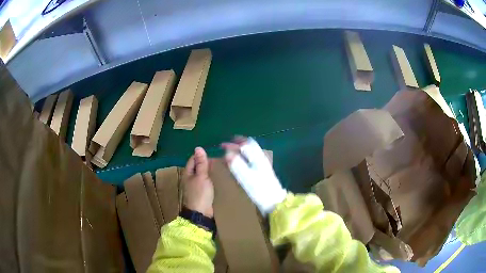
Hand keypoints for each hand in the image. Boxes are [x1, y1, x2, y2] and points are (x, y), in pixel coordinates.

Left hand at [182, 147, 213, 217]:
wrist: (201, 213)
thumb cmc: (200, 193)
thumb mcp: (201, 176)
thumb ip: (201, 163)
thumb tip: (198, 148)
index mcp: (187, 173)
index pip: (193, 159)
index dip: (201, 155)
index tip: (213, 153)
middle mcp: (189, 178)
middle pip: (197, 166)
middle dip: (206, 162)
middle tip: (219, 159)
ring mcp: (195, 186)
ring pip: (201, 174)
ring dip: (208, 171)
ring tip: (219, 167)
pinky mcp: (201, 192)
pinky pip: (205, 182)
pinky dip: (210, 178)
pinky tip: (217, 178)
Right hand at [222, 137, 286, 215]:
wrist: (274, 202)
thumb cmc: (259, 189)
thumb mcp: (246, 177)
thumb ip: (237, 164)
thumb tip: (227, 153)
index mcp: (257, 157)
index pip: (246, 144)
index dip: (234, 143)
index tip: (223, 145)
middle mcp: (261, 158)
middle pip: (251, 145)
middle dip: (239, 144)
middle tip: (228, 146)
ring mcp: (264, 164)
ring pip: (252, 151)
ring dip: (242, 150)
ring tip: (232, 152)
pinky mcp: (264, 171)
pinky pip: (253, 158)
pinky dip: (246, 156)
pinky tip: (241, 163)